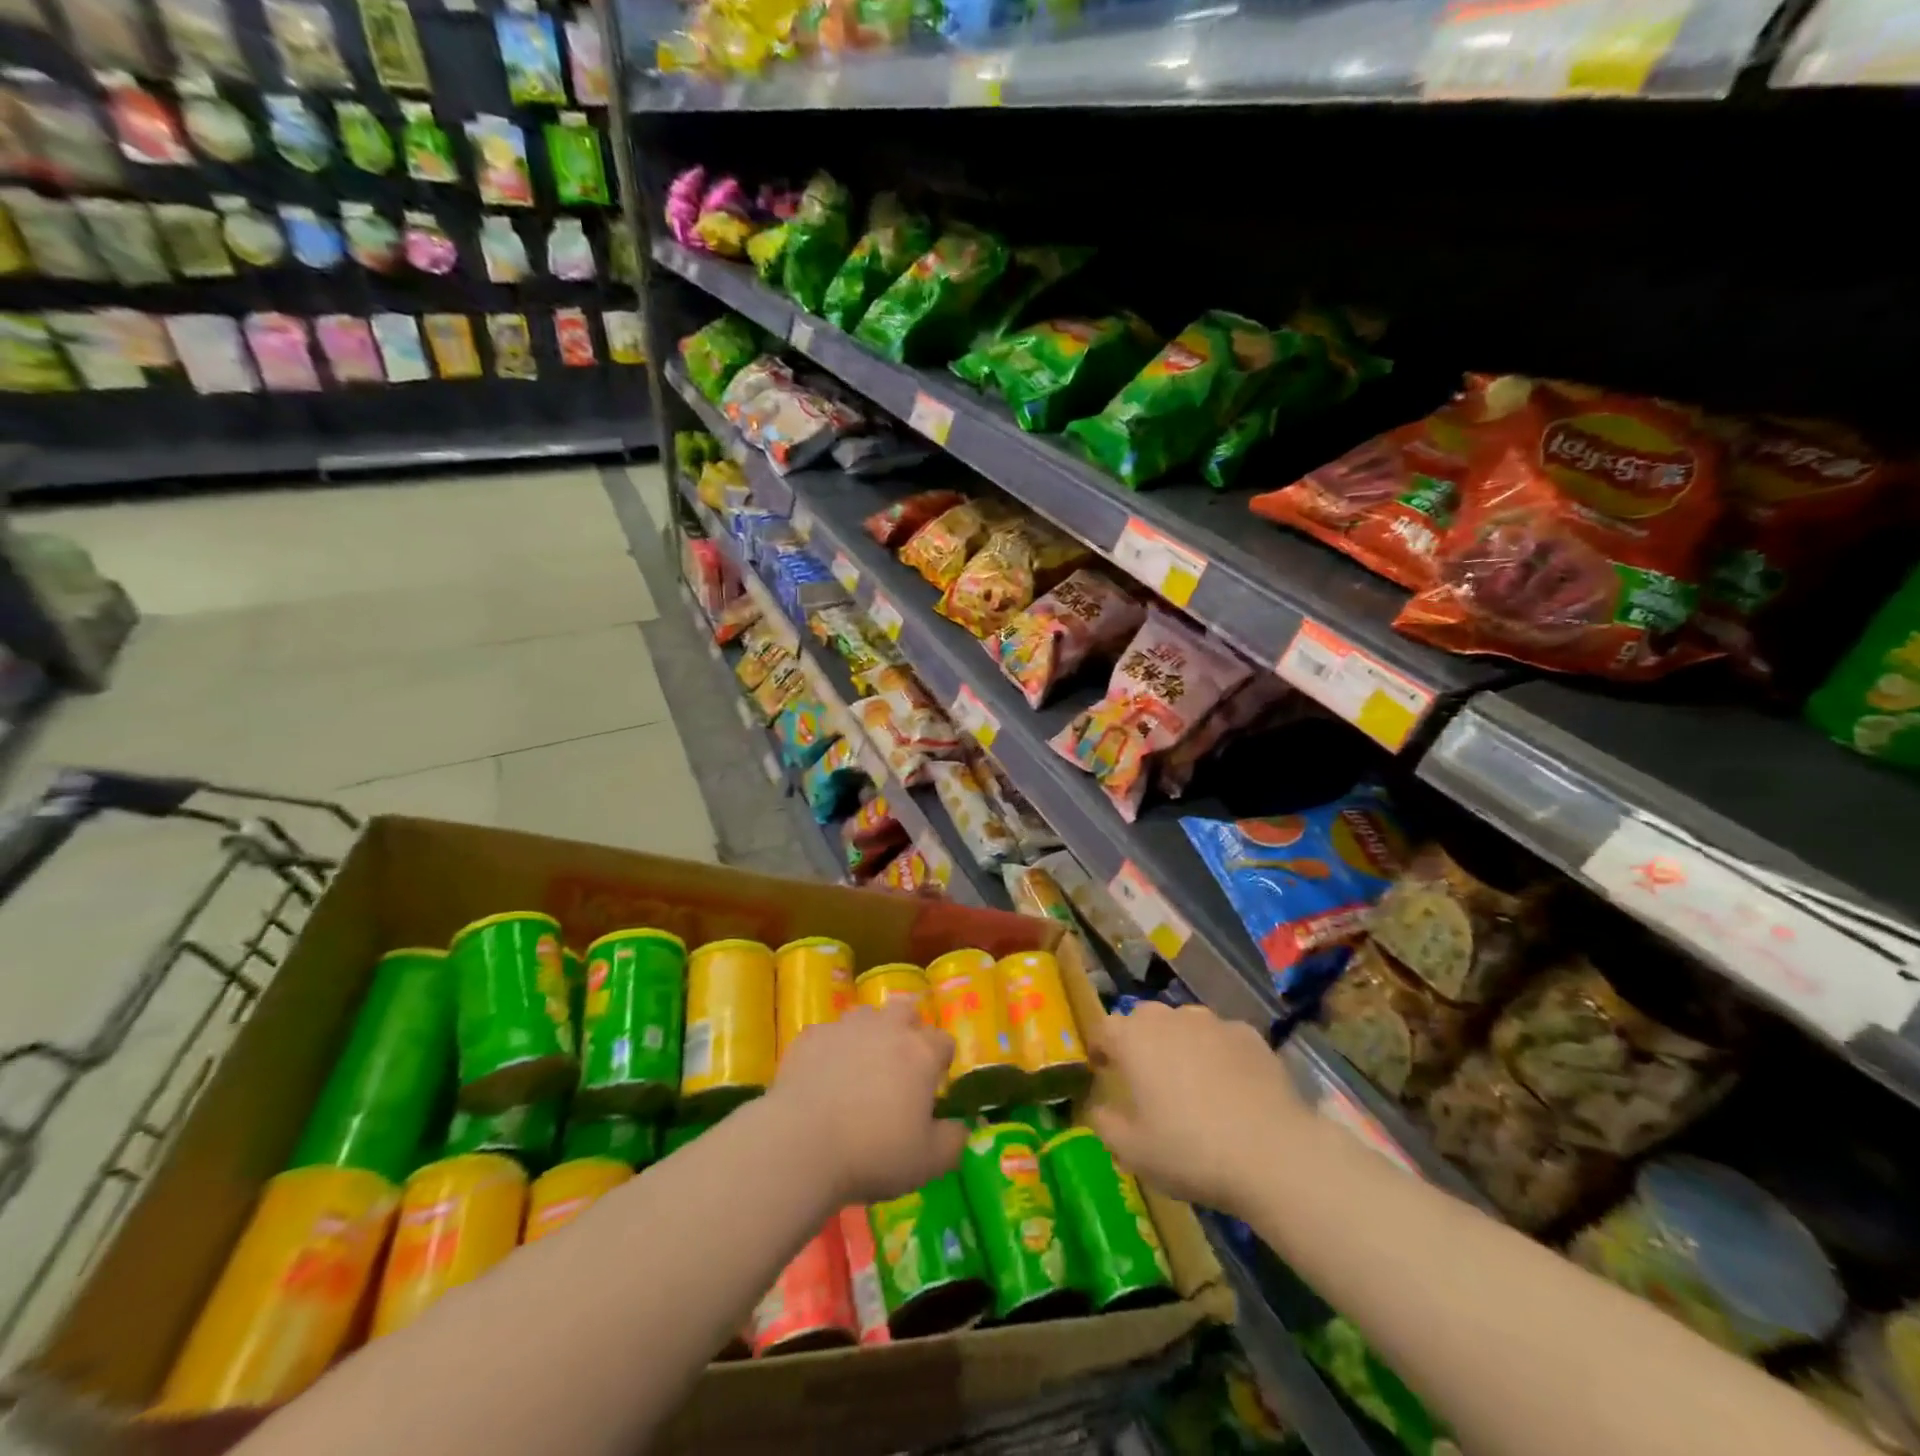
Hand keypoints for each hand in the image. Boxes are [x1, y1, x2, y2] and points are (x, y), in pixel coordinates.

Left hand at [770, 998, 966, 1204]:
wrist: (801, 1145)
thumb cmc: (873, 1153)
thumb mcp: (929, 1162)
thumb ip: (953, 1142)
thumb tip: (961, 1128)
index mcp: (920, 1053)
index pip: (944, 1041)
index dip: (941, 1061)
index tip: (933, 1086)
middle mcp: (887, 1029)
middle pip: (906, 1010)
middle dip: (908, 1030)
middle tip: (899, 1066)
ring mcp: (846, 1028)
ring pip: (866, 1015)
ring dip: (869, 1034)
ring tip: (860, 1068)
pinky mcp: (811, 1037)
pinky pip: (828, 1034)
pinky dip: (831, 1049)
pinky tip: (822, 1077)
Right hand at [1087, 1002, 1309, 1214]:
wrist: (1273, 1153)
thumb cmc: (1190, 1151)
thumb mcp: (1132, 1152)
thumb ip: (1105, 1124)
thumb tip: (1098, 1108)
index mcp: (1134, 1039)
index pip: (1103, 1029)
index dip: (1099, 1048)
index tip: (1102, 1071)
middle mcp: (1169, 1018)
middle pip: (1144, 1020)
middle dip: (1140, 1042)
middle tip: (1146, 1078)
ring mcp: (1213, 1022)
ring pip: (1185, 1024)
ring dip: (1180, 1044)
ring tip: (1191, 1081)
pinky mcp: (1249, 1034)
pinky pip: (1222, 1038)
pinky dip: (1218, 1054)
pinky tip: (1231, 1088)